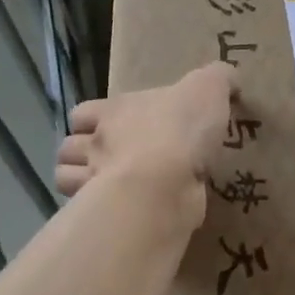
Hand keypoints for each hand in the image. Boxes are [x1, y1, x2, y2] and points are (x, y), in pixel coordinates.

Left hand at [54, 63, 237, 218]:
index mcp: (115, 111)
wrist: (165, 183)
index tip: (109, 126)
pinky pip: (88, 213)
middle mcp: (97, 144)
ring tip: (108, 186)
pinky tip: (118, 209)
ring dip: (81, 182)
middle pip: (69, 146)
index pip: (82, 112)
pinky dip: (94, 211)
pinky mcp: (104, 215)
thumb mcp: (209, 88)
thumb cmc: (181, 129)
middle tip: (110, 159)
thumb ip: (218, 78)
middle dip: (82, 152)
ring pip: (66, 179)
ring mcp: (93, 182)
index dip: (91, 119)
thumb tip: (228, 78)